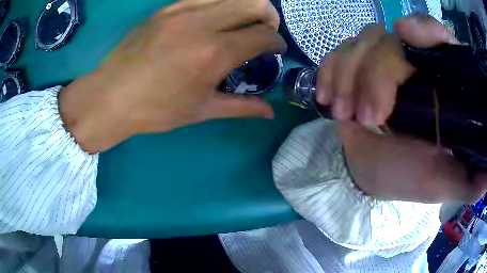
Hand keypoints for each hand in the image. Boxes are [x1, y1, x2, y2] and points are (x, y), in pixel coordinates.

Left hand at [59, 0, 285, 153]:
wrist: (111, 96)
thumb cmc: (155, 109)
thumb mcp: (202, 111)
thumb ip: (242, 107)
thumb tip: (271, 112)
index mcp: (215, 53)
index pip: (264, 35)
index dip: (277, 42)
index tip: (276, 50)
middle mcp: (204, 23)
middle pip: (256, 3)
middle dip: (269, 17)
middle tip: (264, 33)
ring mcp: (183, 10)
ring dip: (247, 6)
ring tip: (243, 23)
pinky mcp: (167, 8)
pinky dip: (221, 3)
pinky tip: (216, 18)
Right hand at [317, 15, 486, 202]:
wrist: (376, 173)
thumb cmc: (413, 178)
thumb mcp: (447, 184)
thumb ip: (472, 180)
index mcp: (442, 83)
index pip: (437, 37)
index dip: (424, 30)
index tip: (406, 36)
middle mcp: (414, 62)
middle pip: (391, 41)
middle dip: (375, 74)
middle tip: (366, 118)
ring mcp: (382, 60)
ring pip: (362, 42)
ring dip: (347, 75)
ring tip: (343, 114)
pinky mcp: (355, 66)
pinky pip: (338, 52)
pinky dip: (330, 70)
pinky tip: (327, 97)